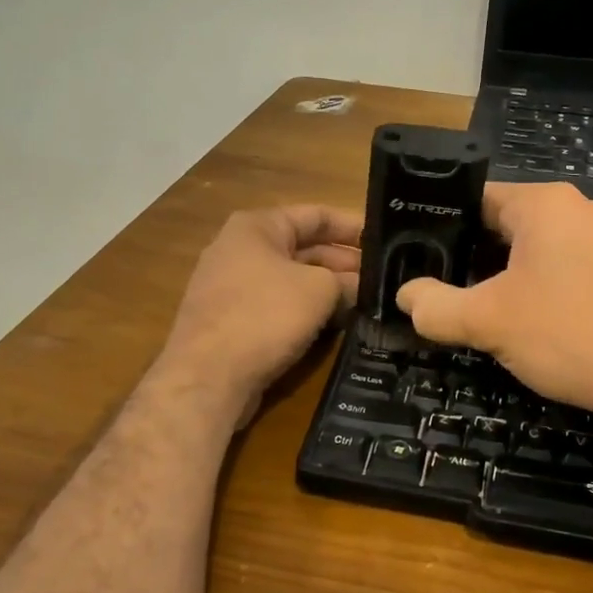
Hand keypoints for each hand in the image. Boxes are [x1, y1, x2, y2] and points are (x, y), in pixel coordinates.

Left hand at [157, 205, 361, 425]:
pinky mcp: (230, 320)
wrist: (207, 377)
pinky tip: (334, 325)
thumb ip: (346, 282)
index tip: (384, 242)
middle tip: (381, 279)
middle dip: (342, 263)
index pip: (315, 215)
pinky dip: (304, 310)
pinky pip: (276, 305)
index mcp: (256, 227)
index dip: (351, 227)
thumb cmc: (265, 316)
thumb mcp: (319, 290)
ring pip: (291, 280)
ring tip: (366, 302)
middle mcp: (239, 249)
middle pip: (303, 248)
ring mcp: (231, 286)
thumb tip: (359, 287)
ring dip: (326, 289)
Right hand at [396, 182, 592, 435]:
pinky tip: (528, 322)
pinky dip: (538, 288)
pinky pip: (563, 268)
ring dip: (504, 277)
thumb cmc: (569, 334)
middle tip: (440, 290)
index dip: (440, 228)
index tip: (416, 258)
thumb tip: (405, 296)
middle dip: (471, 258)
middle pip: (503, 225)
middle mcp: (577, 209)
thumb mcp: (488, 321)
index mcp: (544, 203)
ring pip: (534, 250)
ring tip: (477, 309)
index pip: (474, 199)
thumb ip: (436, 306)